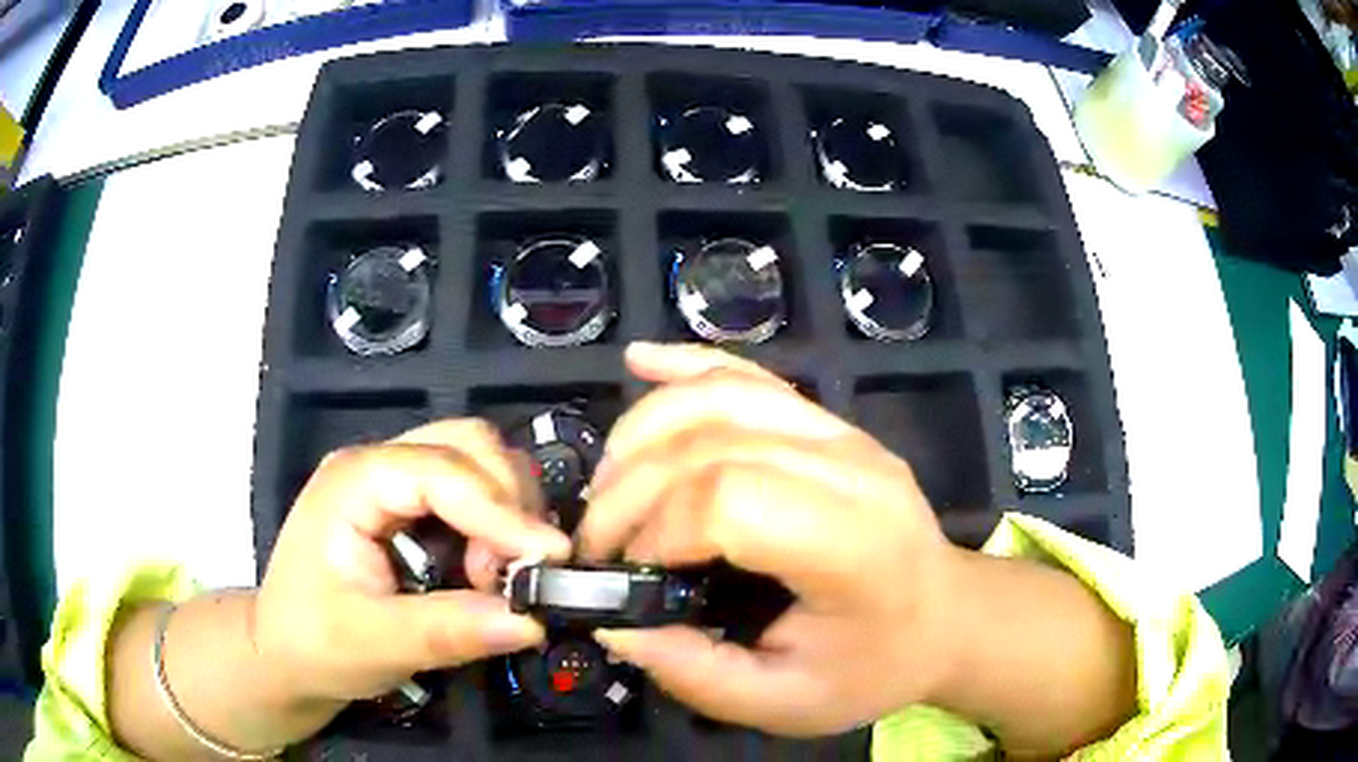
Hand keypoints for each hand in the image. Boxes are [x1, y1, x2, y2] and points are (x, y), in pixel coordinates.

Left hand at [255, 419, 571, 710]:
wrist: (285, 652)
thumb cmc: (314, 644)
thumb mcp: (375, 644)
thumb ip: (448, 630)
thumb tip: (532, 620)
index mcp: (355, 482)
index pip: (443, 471)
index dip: (502, 512)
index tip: (550, 560)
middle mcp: (376, 464)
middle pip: (467, 445)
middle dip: (508, 503)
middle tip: (518, 571)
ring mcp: (392, 480)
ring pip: (475, 460)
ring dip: (507, 511)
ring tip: (500, 574)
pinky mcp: (407, 504)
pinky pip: (470, 491)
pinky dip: (496, 524)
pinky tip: (488, 568)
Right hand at [578, 343, 961, 735]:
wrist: (946, 616)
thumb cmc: (873, 667)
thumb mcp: (786, 704)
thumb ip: (696, 674)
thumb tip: (613, 623)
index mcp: (852, 545)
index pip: (732, 500)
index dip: (657, 529)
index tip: (625, 572)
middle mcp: (851, 469)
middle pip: (714, 441)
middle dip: (631, 486)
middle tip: (597, 539)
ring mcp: (843, 432)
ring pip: (724, 395)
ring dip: (645, 429)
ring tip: (608, 484)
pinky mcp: (829, 421)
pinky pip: (751, 376)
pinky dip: (687, 367)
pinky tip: (641, 361)